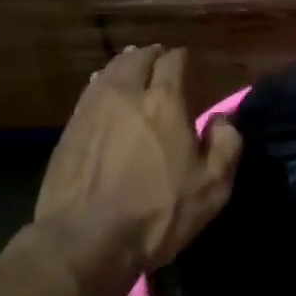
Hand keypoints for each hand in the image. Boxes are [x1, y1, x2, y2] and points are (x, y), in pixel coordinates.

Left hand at [27, 46, 241, 295]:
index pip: (173, 61)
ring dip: (124, 64)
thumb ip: (226, 146)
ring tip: (132, 65)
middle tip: (158, 58)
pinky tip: (102, 88)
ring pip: (109, 71)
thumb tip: (223, 119)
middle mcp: (126, 93)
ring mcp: (92, 109)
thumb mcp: (211, 188)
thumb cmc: (156, 214)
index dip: (181, 58)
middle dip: (151, 55)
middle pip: (137, 59)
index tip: (185, 61)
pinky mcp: (69, 128)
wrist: (84, 240)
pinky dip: (101, 83)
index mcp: (164, 102)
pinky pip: (89, 92)